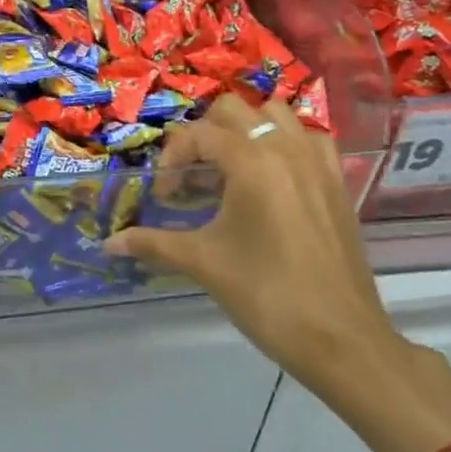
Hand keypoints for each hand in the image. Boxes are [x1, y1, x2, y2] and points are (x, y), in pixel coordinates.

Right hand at [105, 94, 407, 404]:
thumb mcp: (203, 263)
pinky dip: (286, 146)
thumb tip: (109, 244)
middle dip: (205, 135)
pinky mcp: (337, 185)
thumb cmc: (266, 295)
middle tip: (192, 176)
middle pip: (235, 110)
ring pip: (277, 116)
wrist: (342, 341)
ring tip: (230, 170)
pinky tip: (271, 181)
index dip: (172, 158)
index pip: (199, 134)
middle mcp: (287, 150)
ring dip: (247, 132)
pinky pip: (309, 141)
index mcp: (252, 162)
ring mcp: (318, 164)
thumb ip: (152, 243)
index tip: (165, 196)